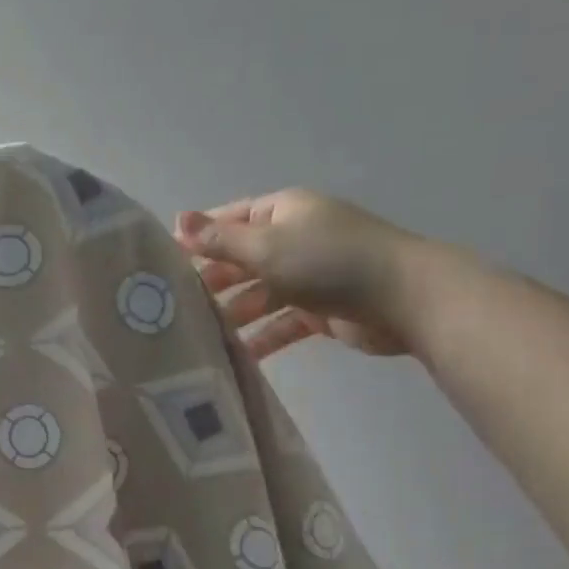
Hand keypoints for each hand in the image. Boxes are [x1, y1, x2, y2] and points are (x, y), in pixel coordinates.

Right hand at [172, 189, 439, 359]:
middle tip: (176, 309)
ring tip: (202, 337)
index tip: (164, 266)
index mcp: (282, 212)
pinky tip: (238, 356)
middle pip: (241, 261)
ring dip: (234, 315)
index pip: (228, 221)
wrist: (403, 297)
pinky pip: (282, 323)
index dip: (198, 240)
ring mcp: (308, 275)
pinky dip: (262, 338)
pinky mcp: (321, 310)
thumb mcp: (265, 247)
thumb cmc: (328, 262)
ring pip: (259, 295)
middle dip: (212, 284)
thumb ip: (219, 241)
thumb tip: (176, 220)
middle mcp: (293, 239)